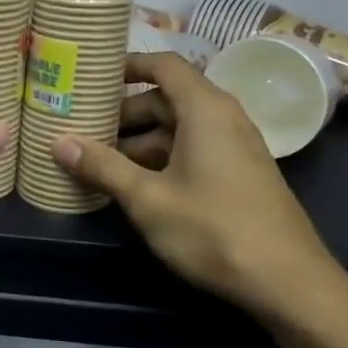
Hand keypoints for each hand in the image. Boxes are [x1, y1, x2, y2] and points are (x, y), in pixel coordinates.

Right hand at [53, 52, 347, 336]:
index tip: (92, 78)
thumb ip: (103, 167)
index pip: (164, 64)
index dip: (127, 66)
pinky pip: (193, 150)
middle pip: (167, 98)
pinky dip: (161, 158)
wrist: (289, 283)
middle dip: (124, 113)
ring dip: (140, 140)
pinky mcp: (239, 175)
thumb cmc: (214, 229)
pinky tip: (135, 186)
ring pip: (178, 128)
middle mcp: (223, 118)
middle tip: (83, 128)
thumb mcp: (148, 199)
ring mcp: (235, 148)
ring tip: (99, 162)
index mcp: (205, 109)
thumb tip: (58, 142)